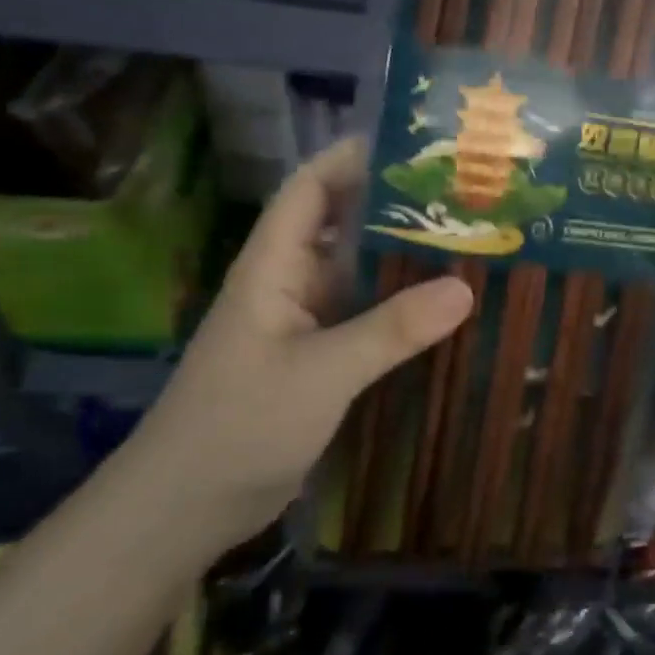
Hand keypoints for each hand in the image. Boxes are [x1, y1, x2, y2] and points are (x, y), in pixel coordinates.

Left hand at [121, 138, 472, 553]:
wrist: (184, 510)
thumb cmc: (238, 426)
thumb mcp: (320, 373)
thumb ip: (391, 329)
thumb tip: (466, 287)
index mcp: (273, 267)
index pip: (310, 188)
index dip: (352, 157)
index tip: (415, 144)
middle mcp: (289, 283)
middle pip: (343, 226)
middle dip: (395, 206)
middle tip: (463, 194)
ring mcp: (304, 324)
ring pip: (359, 275)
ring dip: (404, 259)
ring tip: (469, 241)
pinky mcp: (318, 360)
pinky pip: (366, 318)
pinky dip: (402, 308)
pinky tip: (446, 309)